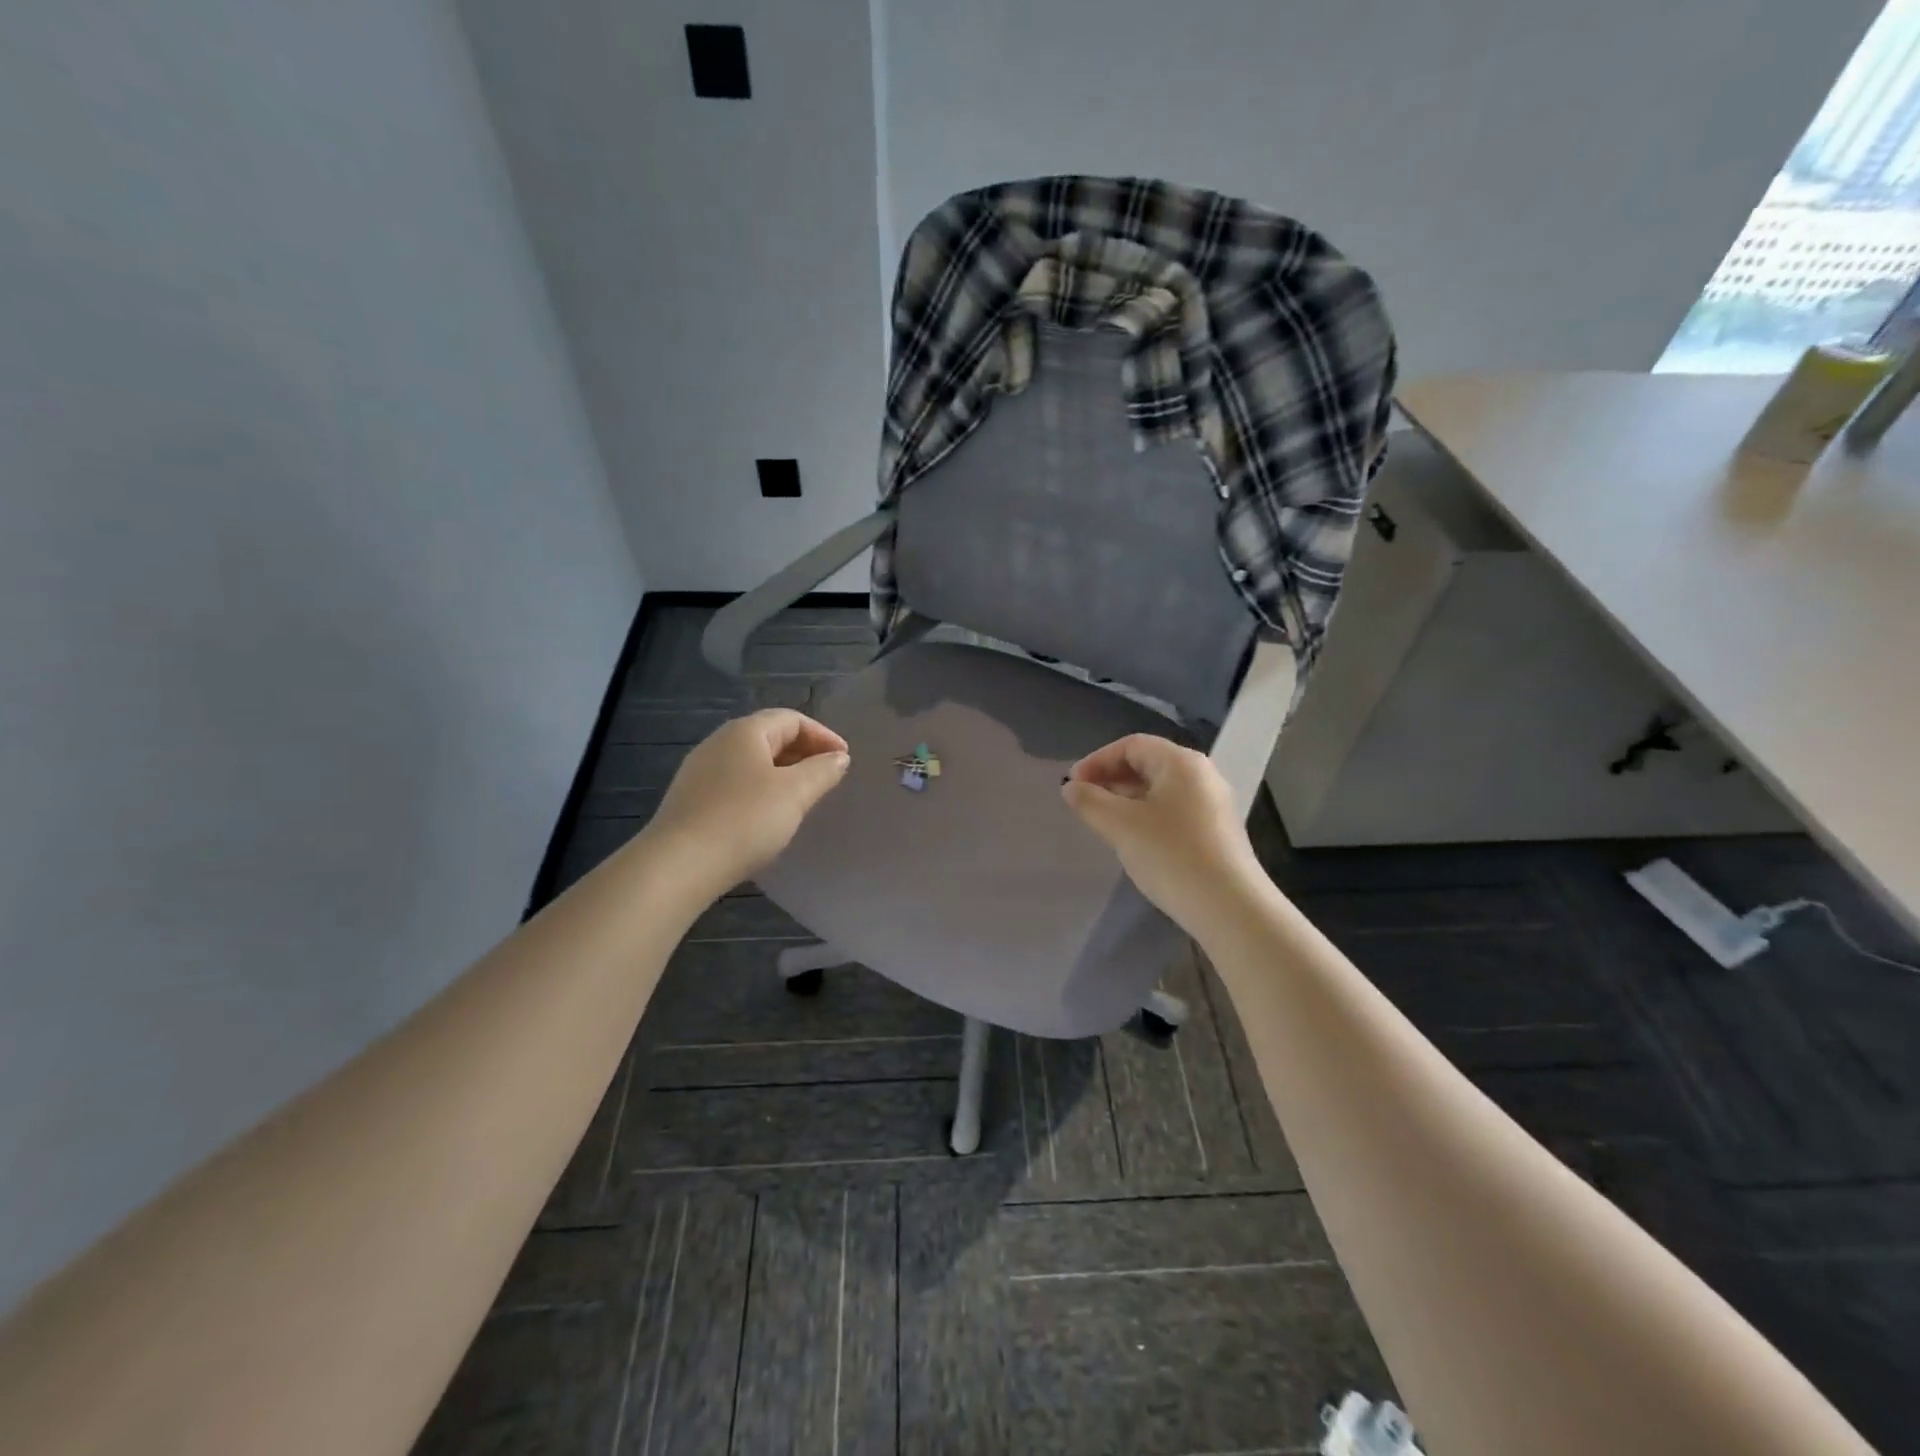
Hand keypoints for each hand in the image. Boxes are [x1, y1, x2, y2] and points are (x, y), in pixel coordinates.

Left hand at [645, 710, 849, 893]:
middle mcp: (718, 742)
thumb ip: (822, 771)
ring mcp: (700, 771)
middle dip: (803, 752)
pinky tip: (768, 816)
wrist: (679, 865)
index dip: (823, 735)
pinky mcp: (691, 800)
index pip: (791, 719)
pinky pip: (735, 783)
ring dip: (782, 773)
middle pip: (769, 737)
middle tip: (828, 777)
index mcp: (745, 732)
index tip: (844, 760)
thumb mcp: (795, 793)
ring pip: (751, 762)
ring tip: (803, 797)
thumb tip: (838, 757)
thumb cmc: (744, 820)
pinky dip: (760, 790)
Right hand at [1061, 734, 1266, 934]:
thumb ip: (1090, 802)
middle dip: (1111, 778)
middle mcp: (1202, 775)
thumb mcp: (1121, 826)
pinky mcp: (1217, 831)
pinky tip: (1134, 840)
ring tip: (1103, 822)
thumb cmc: (1171, 856)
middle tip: (1084, 802)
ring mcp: (1213, 803)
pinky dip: (1147, 815)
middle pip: (1148, 763)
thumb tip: (1070, 787)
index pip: (1131, 745)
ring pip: (1160, 789)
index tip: (1072, 785)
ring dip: (1127, 798)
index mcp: (1181, 763)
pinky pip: (1174, 809)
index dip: (1097, 760)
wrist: (1230, 909)